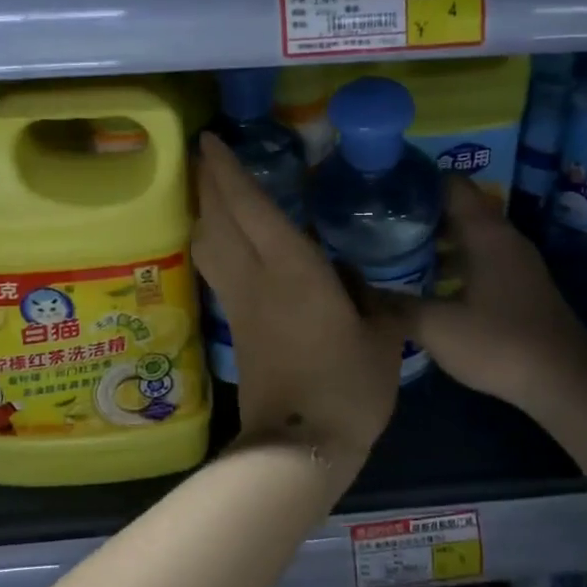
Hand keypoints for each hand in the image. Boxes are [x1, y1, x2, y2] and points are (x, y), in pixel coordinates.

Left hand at [192, 133, 405, 492]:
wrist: (301, 445)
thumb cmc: (349, 387)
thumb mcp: (381, 336)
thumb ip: (371, 299)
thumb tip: (354, 279)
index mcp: (292, 269)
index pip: (250, 205)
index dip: (227, 170)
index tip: (211, 140)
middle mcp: (256, 277)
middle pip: (217, 218)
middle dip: (208, 181)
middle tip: (208, 155)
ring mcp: (239, 303)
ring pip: (208, 244)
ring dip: (205, 211)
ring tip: (213, 191)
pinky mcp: (234, 326)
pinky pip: (216, 269)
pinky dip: (213, 243)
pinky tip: (227, 242)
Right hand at [396, 178, 586, 415]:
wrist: (565, 382)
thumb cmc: (499, 343)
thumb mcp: (436, 326)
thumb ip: (394, 304)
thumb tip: (356, 288)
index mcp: (485, 233)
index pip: (449, 183)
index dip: (415, 180)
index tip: (380, 188)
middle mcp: (503, 238)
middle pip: (457, 208)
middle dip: (418, 212)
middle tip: (377, 221)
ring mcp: (514, 262)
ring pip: (468, 235)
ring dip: (434, 239)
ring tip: (392, 249)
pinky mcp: (518, 286)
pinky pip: (478, 258)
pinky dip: (451, 261)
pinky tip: (425, 283)